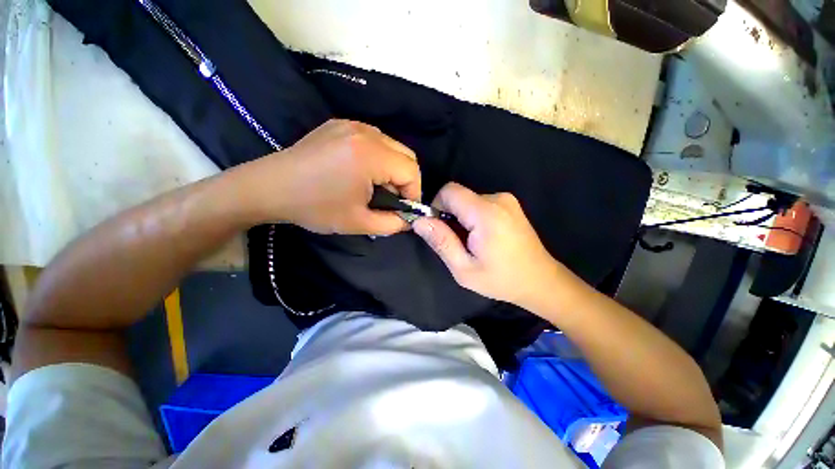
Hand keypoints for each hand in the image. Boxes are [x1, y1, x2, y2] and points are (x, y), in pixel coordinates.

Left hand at [234, 120, 420, 234]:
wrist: (268, 188)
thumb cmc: (315, 207)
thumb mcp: (359, 223)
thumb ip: (392, 224)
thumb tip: (409, 220)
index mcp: (370, 155)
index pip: (411, 170)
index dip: (413, 193)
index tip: (403, 209)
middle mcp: (365, 132)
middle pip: (406, 155)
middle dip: (405, 180)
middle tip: (390, 199)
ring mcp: (351, 124)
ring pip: (392, 146)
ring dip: (392, 168)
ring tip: (375, 187)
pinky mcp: (340, 124)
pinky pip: (374, 140)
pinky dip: (378, 157)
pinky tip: (361, 172)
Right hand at [413, 183, 571, 309]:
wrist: (541, 281)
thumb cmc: (501, 279)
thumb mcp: (464, 269)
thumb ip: (441, 241)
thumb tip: (419, 221)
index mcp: (486, 213)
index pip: (449, 191)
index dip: (436, 207)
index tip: (439, 229)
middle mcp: (498, 199)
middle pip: (458, 196)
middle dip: (450, 216)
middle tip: (458, 243)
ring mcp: (507, 200)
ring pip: (468, 200)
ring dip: (462, 219)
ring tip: (472, 243)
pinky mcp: (510, 204)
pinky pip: (480, 203)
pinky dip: (473, 217)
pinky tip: (483, 238)